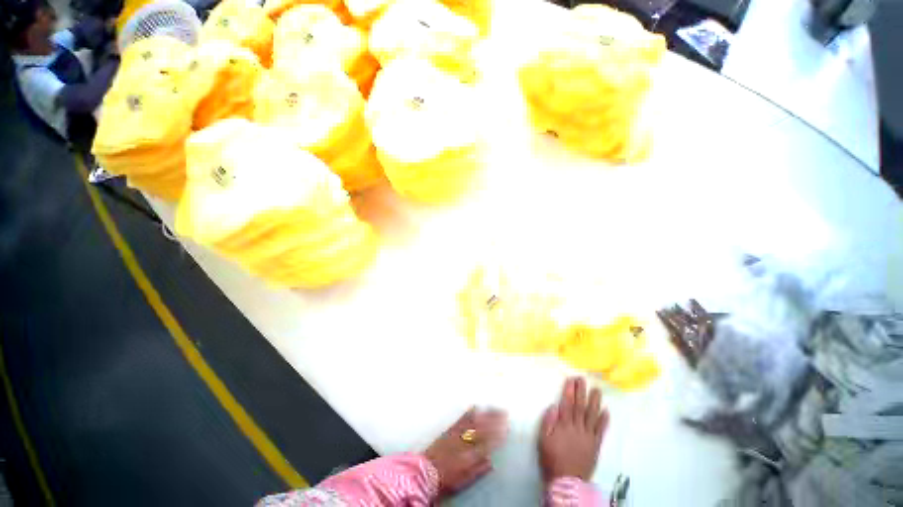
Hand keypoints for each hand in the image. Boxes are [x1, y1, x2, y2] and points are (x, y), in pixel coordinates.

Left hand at [424, 407, 507, 496]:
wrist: (425, 472)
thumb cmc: (447, 479)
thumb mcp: (464, 480)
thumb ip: (478, 470)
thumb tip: (491, 461)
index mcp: (471, 456)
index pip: (488, 442)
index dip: (499, 433)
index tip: (507, 426)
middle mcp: (465, 441)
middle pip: (483, 428)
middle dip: (495, 419)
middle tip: (504, 412)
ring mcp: (457, 433)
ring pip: (475, 421)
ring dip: (485, 413)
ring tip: (494, 407)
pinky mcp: (449, 429)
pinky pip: (462, 418)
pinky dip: (470, 412)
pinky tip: (475, 407)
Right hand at [539, 377, 608, 482]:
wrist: (567, 481)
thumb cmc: (552, 459)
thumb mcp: (543, 440)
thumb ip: (548, 422)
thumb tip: (554, 406)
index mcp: (563, 425)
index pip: (567, 404)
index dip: (569, 391)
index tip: (571, 380)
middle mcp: (577, 428)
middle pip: (580, 406)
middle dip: (581, 391)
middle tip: (583, 379)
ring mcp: (588, 436)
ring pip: (592, 416)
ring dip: (595, 402)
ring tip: (597, 390)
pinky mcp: (595, 445)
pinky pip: (600, 431)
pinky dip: (604, 421)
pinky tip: (606, 411)